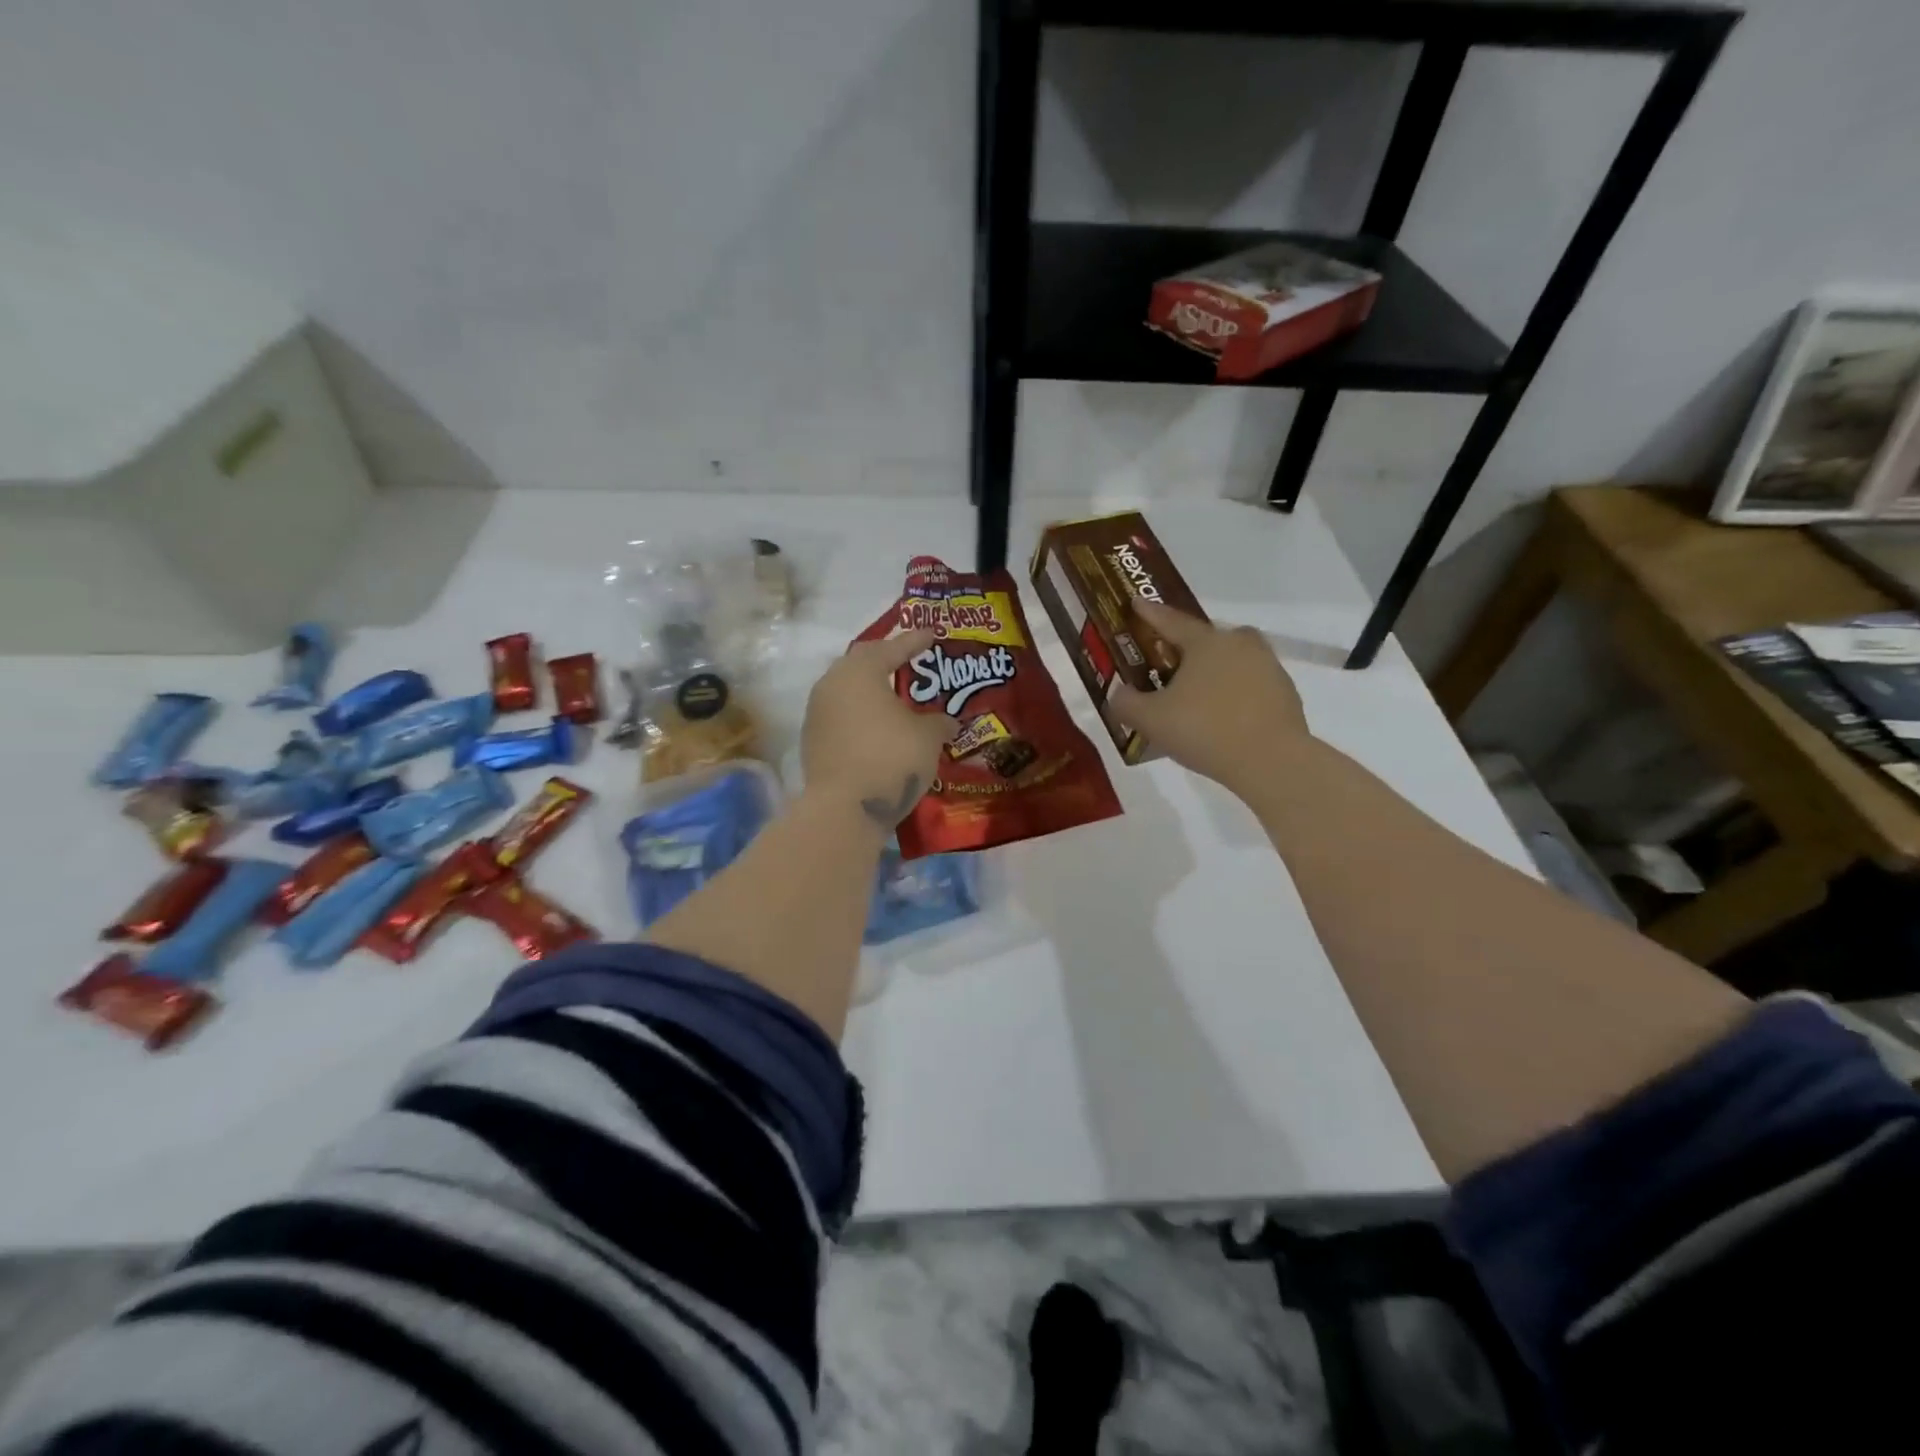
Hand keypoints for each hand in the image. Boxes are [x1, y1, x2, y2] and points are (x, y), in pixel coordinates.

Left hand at [802, 630, 958, 829]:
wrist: (845, 808)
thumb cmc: (892, 758)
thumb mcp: (928, 737)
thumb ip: (939, 722)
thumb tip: (948, 722)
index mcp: (860, 671)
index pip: (891, 647)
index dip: (915, 641)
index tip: (932, 635)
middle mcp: (832, 684)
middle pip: (861, 662)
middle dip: (885, 659)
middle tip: (907, 659)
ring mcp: (817, 713)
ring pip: (847, 690)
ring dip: (869, 689)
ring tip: (893, 695)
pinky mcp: (813, 740)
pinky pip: (841, 715)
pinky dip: (860, 714)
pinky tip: (877, 726)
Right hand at [1109, 601, 1309, 795]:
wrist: (1271, 761)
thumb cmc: (1204, 730)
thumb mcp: (1150, 720)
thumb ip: (1126, 703)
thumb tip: (1120, 692)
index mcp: (1206, 642)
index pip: (1171, 621)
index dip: (1150, 613)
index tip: (1137, 602)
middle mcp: (1240, 644)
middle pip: (1207, 639)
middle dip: (1186, 648)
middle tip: (1168, 664)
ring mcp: (1268, 667)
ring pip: (1231, 661)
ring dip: (1212, 673)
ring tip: (1194, 697)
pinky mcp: (1285, 694)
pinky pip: (1249, 685)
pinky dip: (1233, 694)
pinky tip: (1220, 718)